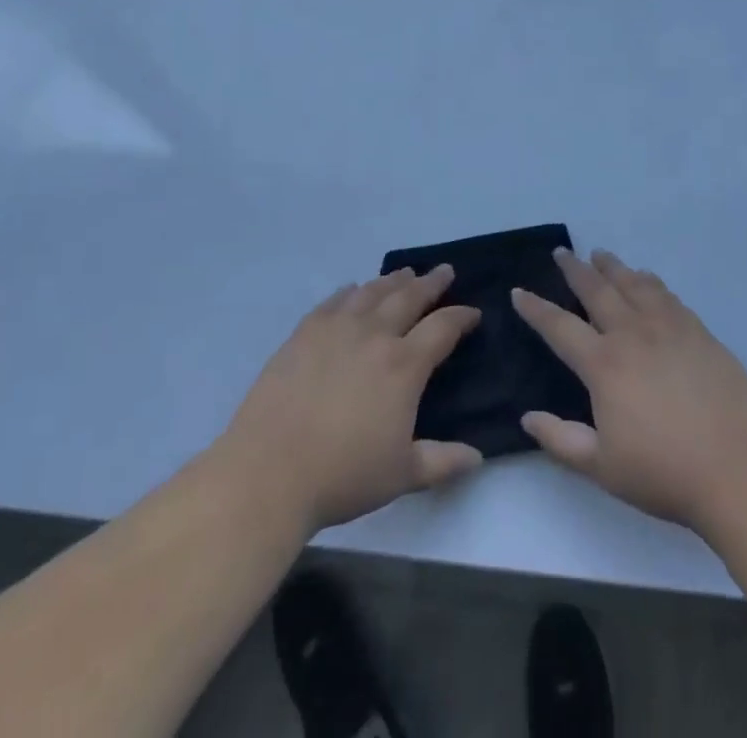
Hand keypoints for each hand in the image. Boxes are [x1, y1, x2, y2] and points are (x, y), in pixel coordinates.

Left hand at [215, 267, 482, 532]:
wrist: (269, 471)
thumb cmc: (343, 475)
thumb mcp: (402, 475)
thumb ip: (442, 461)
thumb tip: (477, 457)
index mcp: (404, 365)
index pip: (443, 328)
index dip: (461, 317)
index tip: (473, 312)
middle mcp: (374, 335)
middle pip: (409, 297)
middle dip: (431, 283)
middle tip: (444, 271)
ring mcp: (336, 329)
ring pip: (372, 292)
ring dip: (393, 280)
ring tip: (405, 274)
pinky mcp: (304, 333)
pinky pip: (334, 301)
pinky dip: (350, 291)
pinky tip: (353, 289)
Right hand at [513, 249, 746, 540]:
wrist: (740, 470)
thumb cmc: (665, 473)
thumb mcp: (603, 467)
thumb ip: (561, 440)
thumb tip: (528, 416)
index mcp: (604, 365)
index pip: (559, 327)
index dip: (536, 309)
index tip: (519, 291)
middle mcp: (633, 334)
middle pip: (597, 291)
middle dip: (575, 269)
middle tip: (562, 252)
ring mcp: (670, 328)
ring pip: (634, 284)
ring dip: (613, 267)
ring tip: (600, 254)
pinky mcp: (699, 332)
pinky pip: (667, 295)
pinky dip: (650, 281)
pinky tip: (647, 278)